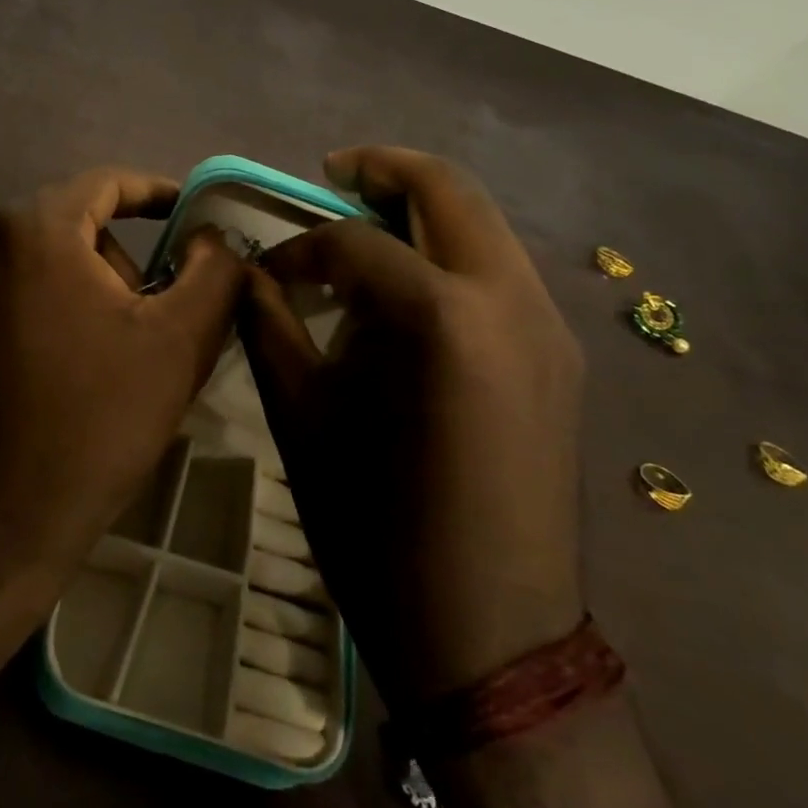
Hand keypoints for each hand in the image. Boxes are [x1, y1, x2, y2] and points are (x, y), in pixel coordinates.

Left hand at [0, 167, 242, 598]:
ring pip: (26, 263)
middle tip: (145, 317)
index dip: (154, 194)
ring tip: (97, 354)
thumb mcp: (177, 343)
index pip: (103, 184)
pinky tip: (45, 374)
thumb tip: (211, 237)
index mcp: (28, 228)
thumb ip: (212, 271)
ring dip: (70, 288)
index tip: (187, 216)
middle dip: (112, 260)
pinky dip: (27, 314)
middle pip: (64, 225)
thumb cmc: (93, 425)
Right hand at [238, 146, 584, 706]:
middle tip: (331, 179)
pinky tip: (411, 295)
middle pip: (447, 190)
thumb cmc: (376, 526)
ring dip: (422, 210)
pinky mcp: (562, 358)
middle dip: (382, 172)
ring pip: (483, 224)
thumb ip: (268, 325)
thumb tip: (245, 271)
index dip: (299, 247)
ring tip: (367, 233)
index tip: (265, 273)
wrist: (489, 635)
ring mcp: (549, 327)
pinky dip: (451, 254)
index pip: (355, 241)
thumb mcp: (302, 417)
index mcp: (440, 317)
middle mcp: (510, 299)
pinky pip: (501, 271)